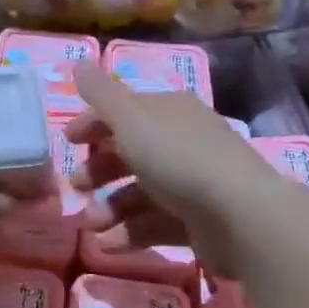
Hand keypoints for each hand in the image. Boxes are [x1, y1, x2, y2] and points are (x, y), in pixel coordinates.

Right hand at [64, 62, 290, 278]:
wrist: (241, 215)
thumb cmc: (178, 158)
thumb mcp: (131, 120)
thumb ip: (101, 94)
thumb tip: (78, 62)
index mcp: (169, 111)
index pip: (125, 110)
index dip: (94, 122)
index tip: (67, 141)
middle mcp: (182, 141)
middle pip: (132, 152)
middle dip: (99, 169)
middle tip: (75, 186)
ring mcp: (192, 183)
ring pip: (141, 191)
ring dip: (110, 207)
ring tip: (90, 225)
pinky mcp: (198, 222)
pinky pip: (156, 223)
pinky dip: (131, 232)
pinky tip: (110, 245)